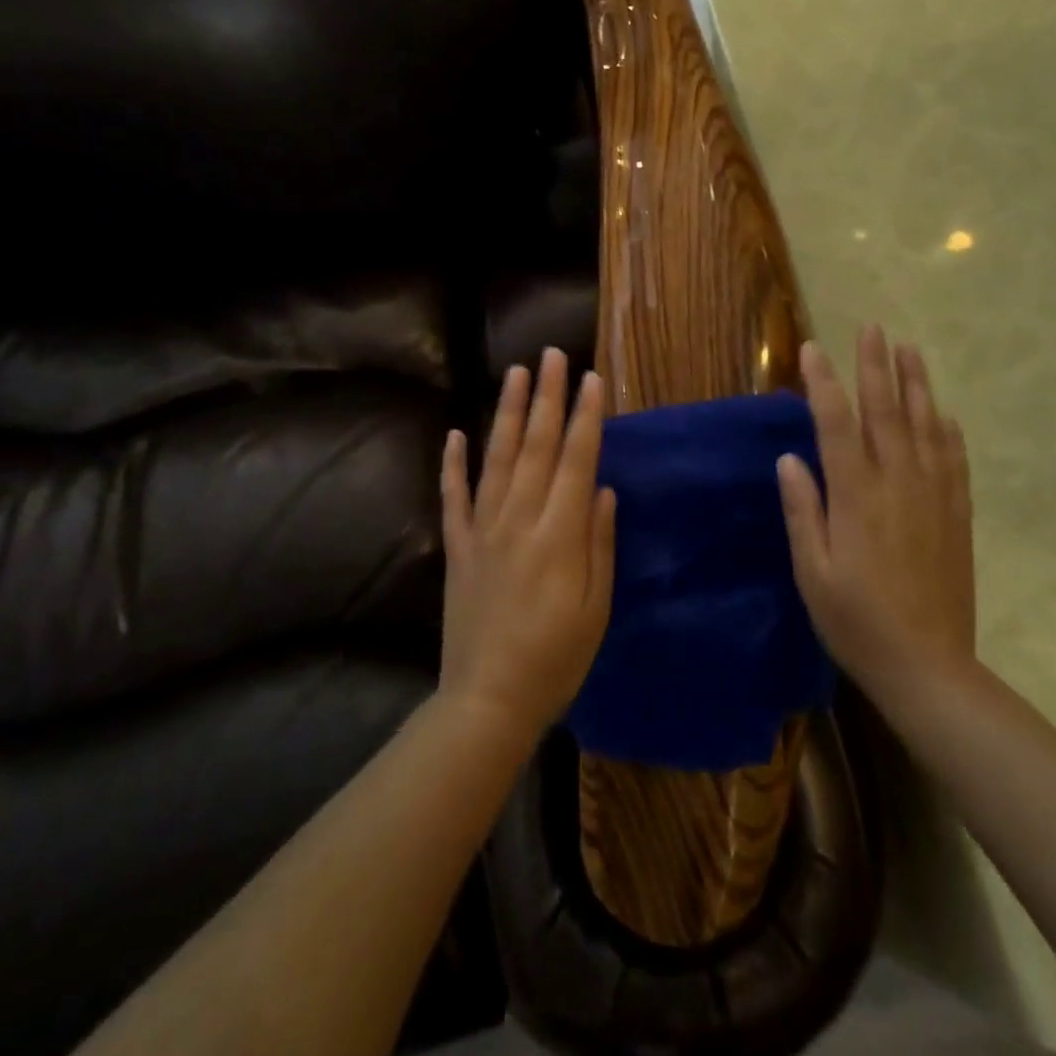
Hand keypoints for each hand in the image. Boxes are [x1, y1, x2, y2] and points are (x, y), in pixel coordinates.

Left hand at [438, 348, 615, 744]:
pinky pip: (453, 497)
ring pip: (497, 459)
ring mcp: (483, 530)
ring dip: (508, 413)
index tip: (593, 378)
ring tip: (516, 373)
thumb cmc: (556, 659)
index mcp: (559, 535)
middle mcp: (519, 520)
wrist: (487, 701)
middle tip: (552, 355)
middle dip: (548, 397)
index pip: (577, 460)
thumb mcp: (596, 608)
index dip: (586, 417)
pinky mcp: (458, 547)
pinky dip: (452, 464)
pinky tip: (455, 433)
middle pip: (537, 446)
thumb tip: (603, 489)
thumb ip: (599, 544)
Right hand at [777, 327, 974, 707]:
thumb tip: (789, 458)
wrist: (928, 665)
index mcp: (856, 497)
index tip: (812, 348)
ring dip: (915, 384)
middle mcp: (897, 484)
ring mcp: (933, 497)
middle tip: (871, 328)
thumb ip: (802, 510)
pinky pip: (954, 460)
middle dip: (875, 366)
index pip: (836, 424)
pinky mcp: (956, 514)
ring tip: (909, 349)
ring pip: (924, 426)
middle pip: (886, 412)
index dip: (823, 383)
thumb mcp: (812, 571)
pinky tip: (942, 412)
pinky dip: (946, 430)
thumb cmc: (855, 620)